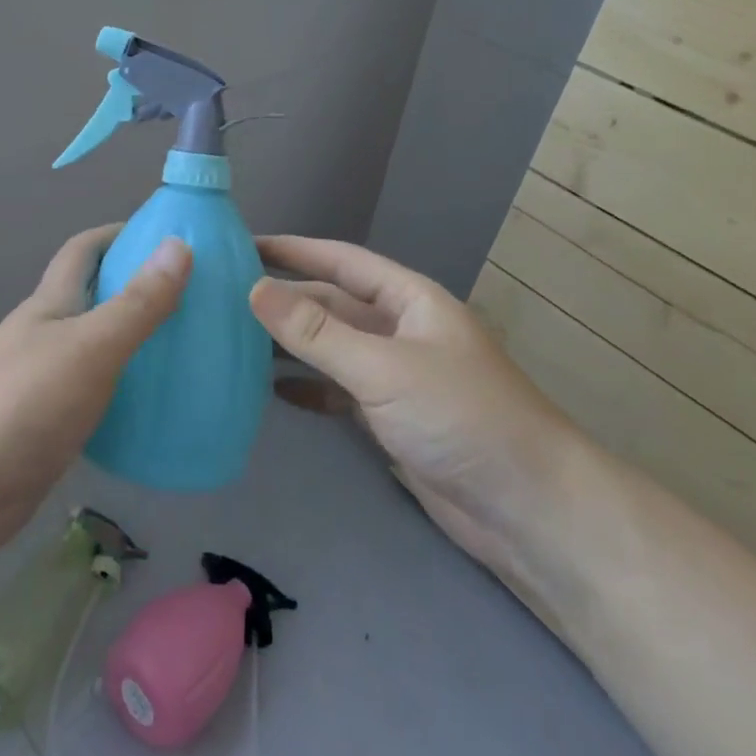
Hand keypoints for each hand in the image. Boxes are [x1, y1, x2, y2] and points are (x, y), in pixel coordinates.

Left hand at [0, 227, 190, 577]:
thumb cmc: (19, 403)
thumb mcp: (89, 346)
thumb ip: (136, 303)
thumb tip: (179, 245)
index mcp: (52, 304)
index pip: (85, 250)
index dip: (120, 234)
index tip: (169, 237)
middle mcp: (48, 337)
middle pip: (96, 299)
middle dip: (139, 291)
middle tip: (198, 301)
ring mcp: (45, 385)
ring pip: (99, 352)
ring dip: (137, 347)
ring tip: (191, 355)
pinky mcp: (49, 431)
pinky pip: (98, 401)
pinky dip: (127, 398)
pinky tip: (160, 414)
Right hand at [250, 237, 577, 571]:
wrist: (530, 511)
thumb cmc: (461, 418)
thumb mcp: (383, 367)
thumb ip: (317, 331)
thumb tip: (254, 289)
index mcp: (408, 300)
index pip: (340, 260)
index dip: (293, 249)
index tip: (242, 244)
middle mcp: (401, 330)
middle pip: (332, 303)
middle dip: (285, 299)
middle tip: (224, 297)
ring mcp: (398, 376)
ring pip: (333, 348)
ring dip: (291, 345)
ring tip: (235, 342)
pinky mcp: (394, 419)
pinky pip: (340, 391)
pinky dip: (310, 389)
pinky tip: (273, 393)